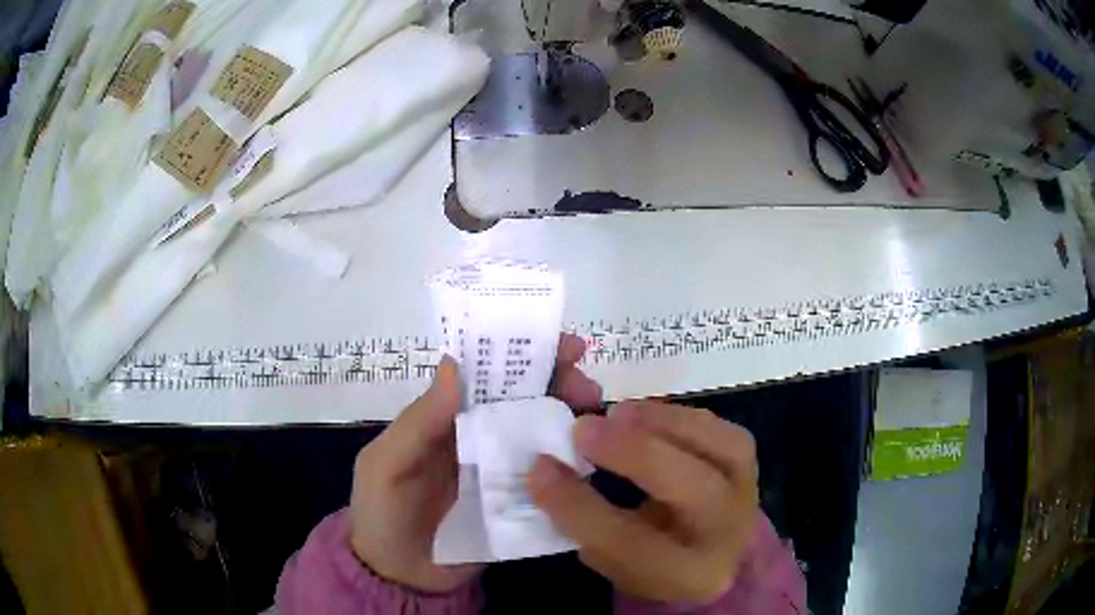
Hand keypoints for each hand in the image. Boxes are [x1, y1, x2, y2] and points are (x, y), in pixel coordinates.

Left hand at [349, 334, 601, 592]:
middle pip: (524, 400)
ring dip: (571, 421)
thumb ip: (418, 422)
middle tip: (589, 388)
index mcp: (448, 420)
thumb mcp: (386, 466)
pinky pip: (549, 480)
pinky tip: (593, 463)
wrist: (400, 577)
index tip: (564, 346)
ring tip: (596, 422)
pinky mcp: (520, 506)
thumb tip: (456, 365)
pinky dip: (571, 466)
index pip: (489, 376)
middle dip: (560, 384)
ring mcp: (503, 474)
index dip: (523, 355)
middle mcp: (480, 439)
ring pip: (542, 435)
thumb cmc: (381, 514)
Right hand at [528, 400, 758, 602]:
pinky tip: (644, 412)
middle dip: (635, 454)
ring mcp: (748, 493)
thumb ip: (582, 521)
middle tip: (583, 430)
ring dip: (664, 424)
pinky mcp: (749, 462)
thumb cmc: (651, 558)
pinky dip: (681, 416)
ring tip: (616, 413)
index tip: (540, 469)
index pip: (631, 545)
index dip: (580, 507)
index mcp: (689, 576)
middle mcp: (729, 536)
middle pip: (693, 492)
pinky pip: (724, 429)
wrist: (709, 548)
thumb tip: (545, 469)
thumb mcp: (611, 558)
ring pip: (723, 450)